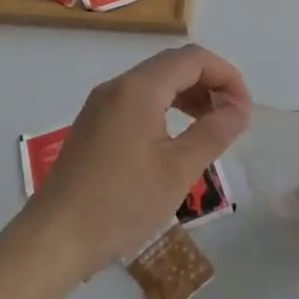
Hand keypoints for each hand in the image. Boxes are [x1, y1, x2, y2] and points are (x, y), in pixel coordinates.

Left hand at [28, 45, 252, 274]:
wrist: (54, 239)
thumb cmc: (121, 203)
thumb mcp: (178, 170)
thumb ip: (214, 132)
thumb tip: (240, 108)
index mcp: (139, 88)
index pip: (193, 59)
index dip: (226, 76)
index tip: (244, 109)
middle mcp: (118, 85)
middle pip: (173, 65)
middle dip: (209, 83)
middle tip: (232, 117)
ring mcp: (101, 104)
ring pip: (155, 82)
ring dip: (188, 95)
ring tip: (210, 127)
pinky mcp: (93, 124)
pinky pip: (138, 100)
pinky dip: (166, 107)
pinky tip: (175, 138)